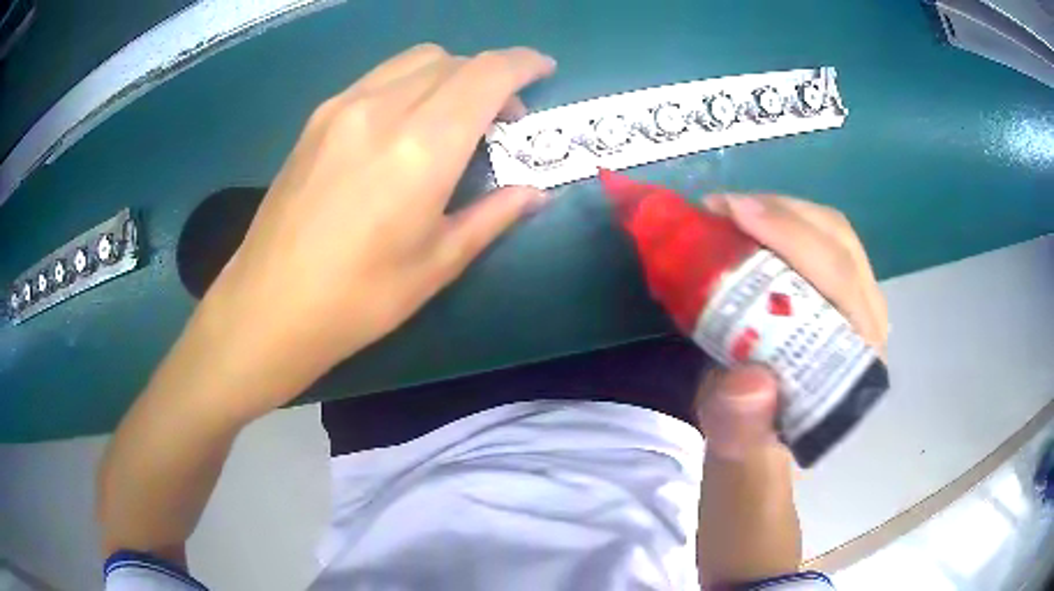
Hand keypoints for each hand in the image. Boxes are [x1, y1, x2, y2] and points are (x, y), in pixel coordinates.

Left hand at [201, 44, 555, 417]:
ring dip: (450, 73)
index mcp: (421, 146)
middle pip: (453, 60)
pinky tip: (406, 122)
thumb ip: (493, 216)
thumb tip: (535, 193)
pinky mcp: (317, 117)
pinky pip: (379, 77)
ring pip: (414, 59)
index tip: (544, 70)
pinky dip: (411, 82)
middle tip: (502, 117)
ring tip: (455, 115)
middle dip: (491, 75)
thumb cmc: (359, 298)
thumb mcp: (438, 264)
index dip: (524, 63)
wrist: (268, 306)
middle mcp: (382, 108)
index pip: (487, 74)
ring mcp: (342, 107)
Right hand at [694, 195, 887, 459]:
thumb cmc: (755, 455)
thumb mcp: (738, 461)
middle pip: (839, 242)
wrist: (759, 450)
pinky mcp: (834, 294)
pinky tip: (745, 225)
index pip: (842, 281)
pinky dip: (779, 221)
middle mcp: (867, 325)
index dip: (793, 238)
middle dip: (780, 213)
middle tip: (719, 208)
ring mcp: (854, 304)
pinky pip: (817, 239)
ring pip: (831, 232)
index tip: (733, 214)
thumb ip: (743, 436)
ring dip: (779, 211)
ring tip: (726, 212)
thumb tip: (749, 381)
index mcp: (856, 366)